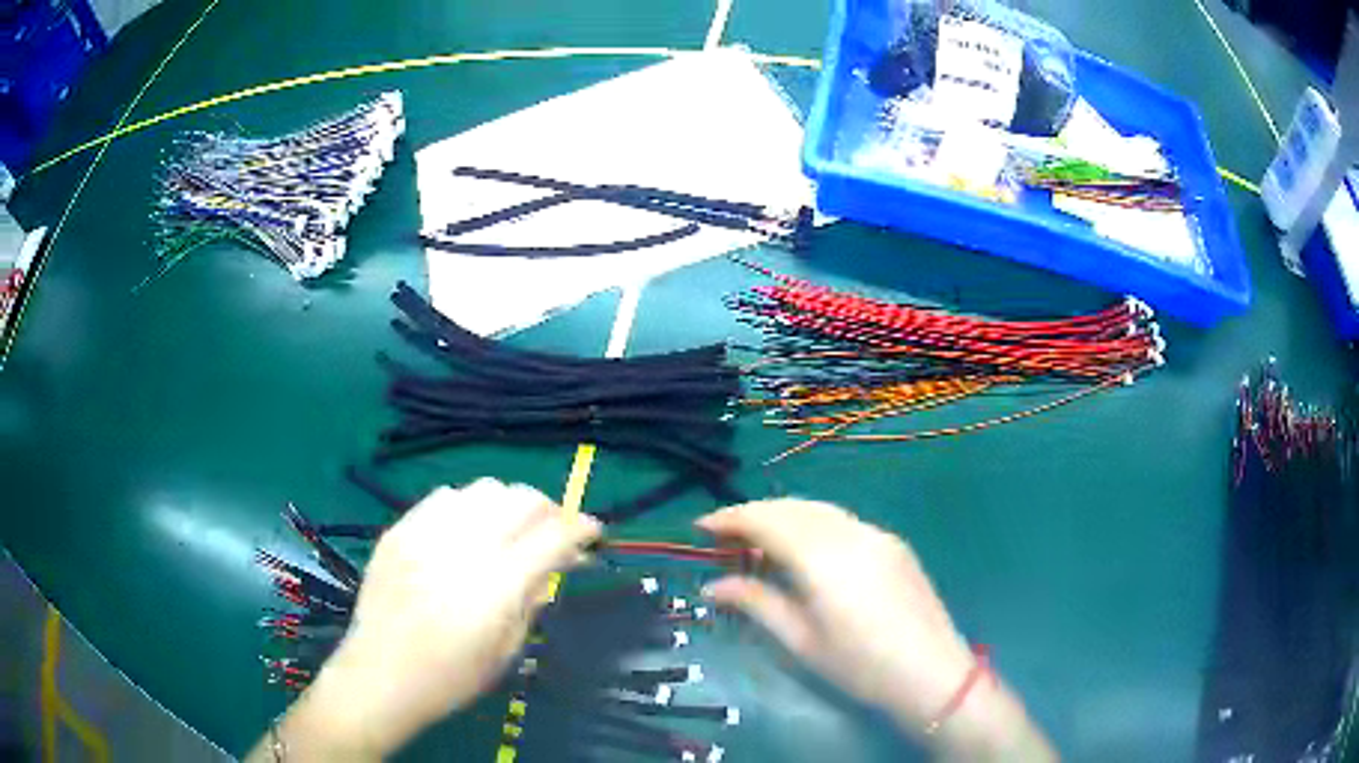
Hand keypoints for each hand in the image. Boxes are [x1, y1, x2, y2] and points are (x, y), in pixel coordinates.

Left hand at [254, 479, 600, 760]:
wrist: (380, 676)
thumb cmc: (450, 677)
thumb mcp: (507, 651)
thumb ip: (533, 599)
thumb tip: (557, 564)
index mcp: (497, 586)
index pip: (554, 535)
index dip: (582, 528)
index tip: (593, 533)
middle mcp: (464, 548)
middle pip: (522, 499)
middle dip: (550, 509)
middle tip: (553, 532)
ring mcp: (426, 533)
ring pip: (483, 489)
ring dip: (508, 504)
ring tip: (508, 529)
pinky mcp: (399, 530)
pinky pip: (443, 497)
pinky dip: (466, 507)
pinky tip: (465, 531)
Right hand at [697, 500, 1054, 760]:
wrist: (931, 673)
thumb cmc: (859, 665)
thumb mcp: (800, 640)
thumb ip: (755, 604)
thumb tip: (712, 586)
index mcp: (823, 557)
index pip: (767, 520)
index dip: (730, 519)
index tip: (701, 528)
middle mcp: (851, 533)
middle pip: (792, 507)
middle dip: (754, 514)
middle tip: (724, 538)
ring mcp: (877, 535)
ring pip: (819, 510)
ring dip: (784, 516)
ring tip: (758, 543)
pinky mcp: (893, 544)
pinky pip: (843, 522)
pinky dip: (812, 525)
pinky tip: (804, 551)